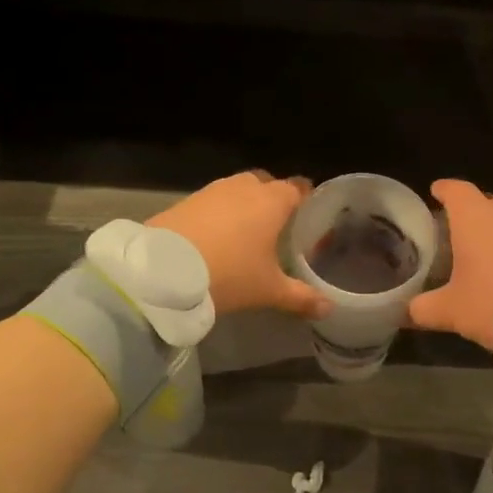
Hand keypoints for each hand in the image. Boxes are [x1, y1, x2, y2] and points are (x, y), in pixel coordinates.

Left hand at [149, 171, 328, 318]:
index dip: (307, 199)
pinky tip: (217, 238)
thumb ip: (301, 297)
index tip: (311, 216)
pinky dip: (219, 214)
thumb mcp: (268, 290)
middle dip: (274, 200)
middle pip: (267, 184)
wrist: (164, 269)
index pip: (299, 188)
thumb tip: (329, 308)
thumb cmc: (229, 273)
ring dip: (244, 206)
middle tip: (278, 228)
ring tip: (246, 234)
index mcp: (272, 201)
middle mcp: (245, 187)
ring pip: (238, 190)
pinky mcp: (187, 200)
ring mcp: (213, 190)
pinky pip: (213, 201)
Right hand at [409, 179, 492, 349]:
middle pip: (485, 204)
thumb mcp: (452, 311)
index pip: (455, 190)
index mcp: (474, 218)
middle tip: (459, 235)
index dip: (444, 191)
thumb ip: (423, 308)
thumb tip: (404, 311)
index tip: (436, 193)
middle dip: (472, 215)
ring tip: (489, 257)